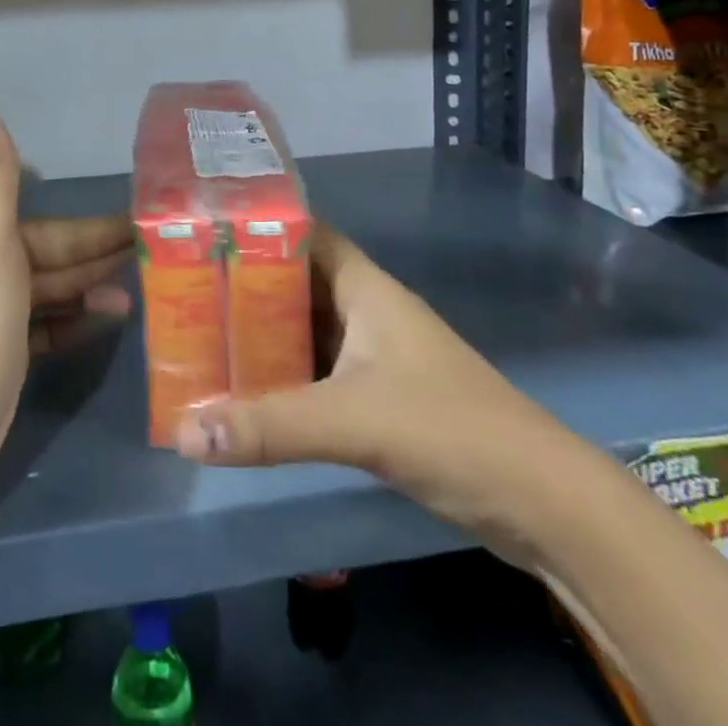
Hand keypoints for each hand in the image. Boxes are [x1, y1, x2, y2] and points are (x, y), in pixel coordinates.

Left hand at [0, 102, 132, 528]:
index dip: (97, 226)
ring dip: (94, 290)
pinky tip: (109, 325)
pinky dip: (77, 324)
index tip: (146, 221)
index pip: (53, 228)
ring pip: (55, 294)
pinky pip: (49, 331)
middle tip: (159, 255)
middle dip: (102, 256)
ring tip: (142, 293)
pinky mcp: (1, 364)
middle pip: (56, 258)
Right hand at [173, 225, 587, 562]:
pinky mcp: (381, 398)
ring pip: (306, 330)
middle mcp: (368, 311)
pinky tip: (247, 391)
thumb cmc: (450, 430)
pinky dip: (284, 376)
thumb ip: (270, 424)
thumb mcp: (354, 421)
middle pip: (297, 283)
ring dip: (262, 333)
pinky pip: (318, 372)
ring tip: (203, 334)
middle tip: (187, 288)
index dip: (259, 225)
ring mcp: (377, 356)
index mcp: (366, 288)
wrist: (542, 502)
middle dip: (246, 285)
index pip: (305, 234)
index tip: (205, 229)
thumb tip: (185, 431)